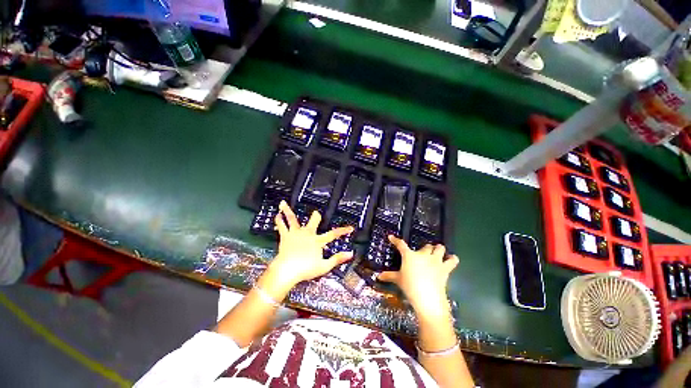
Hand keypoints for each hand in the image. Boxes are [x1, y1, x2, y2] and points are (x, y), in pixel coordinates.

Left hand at [267, 201, 353, 290]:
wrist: (287, 270)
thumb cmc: (305, 269)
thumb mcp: (324, 266)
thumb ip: (337, 259)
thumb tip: (350, 254)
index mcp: (317, 241)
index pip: (333, 234)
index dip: (343, 230)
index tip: (350, 228)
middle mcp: (307, 233)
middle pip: (314, 220)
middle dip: (316, 216)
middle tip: (316, 213)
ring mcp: (296, 233)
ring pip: (293, 219)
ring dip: (289, 211)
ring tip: (284, 203)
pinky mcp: (285, 236)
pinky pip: (282, 226)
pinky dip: (279, 220)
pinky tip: (277, 215)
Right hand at [378, 236, 458, 317]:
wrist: (427, 298)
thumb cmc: (410, 287)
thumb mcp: (398, 280)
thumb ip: (389, 276)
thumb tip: (378, 276)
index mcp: (409, 255)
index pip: (400, 244)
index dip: (395, 240)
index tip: (391, 237)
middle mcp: (423, 254)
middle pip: (426, 246)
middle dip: (425, 249)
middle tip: (422, 254)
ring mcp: (435, 260)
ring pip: (440, 248)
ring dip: (438, 249)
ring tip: (437, 253)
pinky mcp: (445, 268)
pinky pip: (453, 260)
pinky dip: (452, 259)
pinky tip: (450, 259)